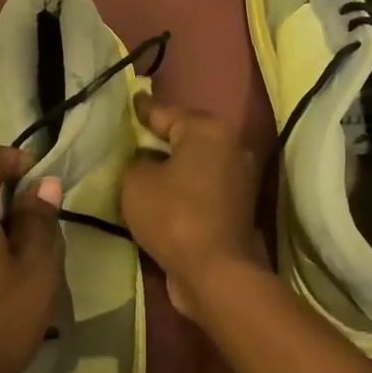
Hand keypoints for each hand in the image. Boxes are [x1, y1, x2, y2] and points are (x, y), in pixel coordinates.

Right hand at [120, 96, 268, 321]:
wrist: (214, 271)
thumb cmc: (173, 215)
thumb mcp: (136, 182)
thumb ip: (137, 161)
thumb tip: (147, 161)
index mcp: (208, 130)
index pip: (166, 112)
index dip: (143, 110)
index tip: (132, 100)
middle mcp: (231, 146)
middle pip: (187, 135)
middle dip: (161, 136)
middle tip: (134, 134)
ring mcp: (239, 177)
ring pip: (197, 161)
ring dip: (174, 164)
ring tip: (145, 164)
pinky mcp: (238, 206)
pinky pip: (203, 186)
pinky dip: (185, 186)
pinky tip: (163, 191)